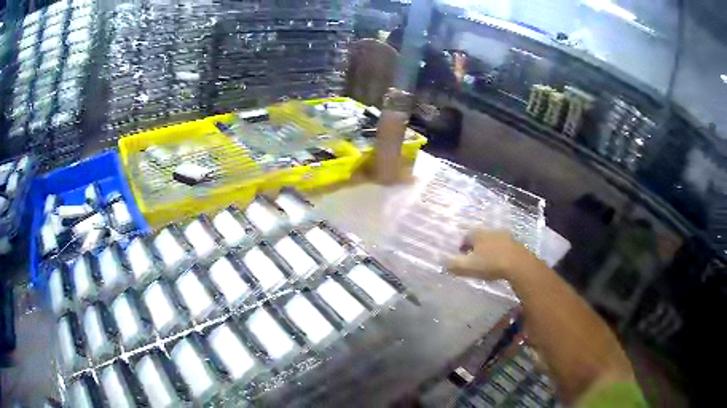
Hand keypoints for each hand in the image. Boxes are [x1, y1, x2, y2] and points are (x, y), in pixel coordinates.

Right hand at [447, 230, 535, 281]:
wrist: (519, 264)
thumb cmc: (491, 264)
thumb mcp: (468, 267)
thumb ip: (454, 265)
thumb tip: (443, 263)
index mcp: (478, 235)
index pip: (466, 236)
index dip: (462, 245)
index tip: (461, 255)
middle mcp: (491, 231)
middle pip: (480, 237)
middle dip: (476, 246)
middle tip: (473, 258)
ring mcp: (505, 236)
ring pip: (492, 241)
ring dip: (489, 249)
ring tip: (487, 261)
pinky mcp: (516, 244)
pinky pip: (504, 246)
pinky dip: (500, 252)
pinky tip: (500, 262)